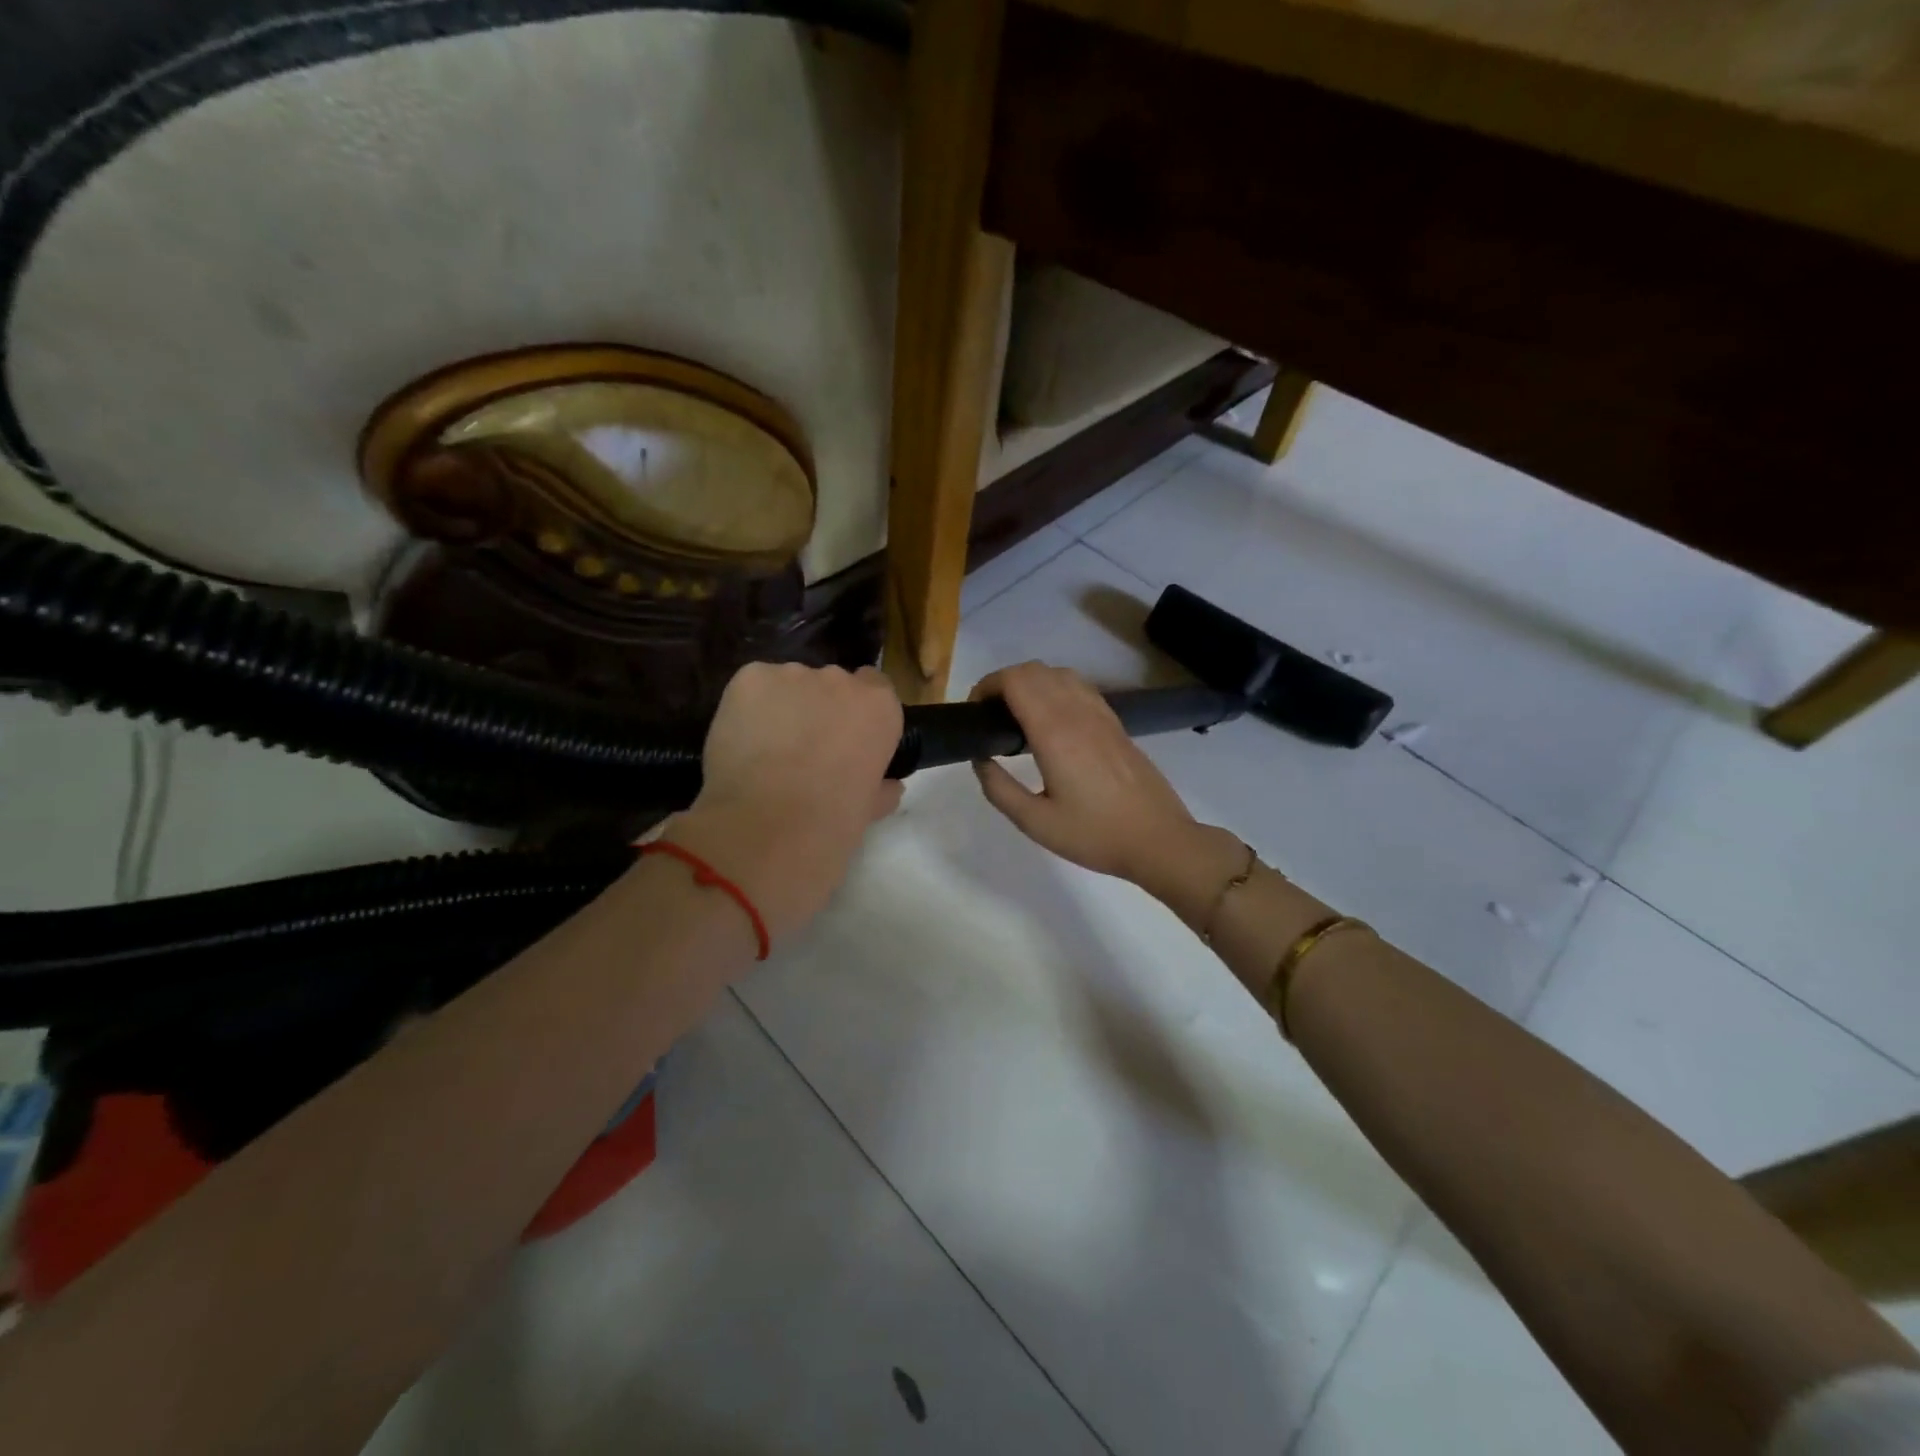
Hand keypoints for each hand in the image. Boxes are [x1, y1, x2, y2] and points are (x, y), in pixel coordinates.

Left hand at [664, 663, 903, 944]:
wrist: (768, 828)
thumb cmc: (831, 825)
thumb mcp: (869, 810)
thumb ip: (881, 788)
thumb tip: (887, 786)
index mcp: (879, 708)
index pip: (875, 687)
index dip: (856, 713)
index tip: (844, 739)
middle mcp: (840, 680)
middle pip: (830, 684)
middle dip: (818, 710)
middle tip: (803, 752)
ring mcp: (792, 675)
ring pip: (788, 686)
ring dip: (782, 709)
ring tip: (765, 751)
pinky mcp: (749, 678)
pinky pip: (752, 688)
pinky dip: (747, 710)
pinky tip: (742, 742)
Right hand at [968, 662, 1209, 896]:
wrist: (1158, 840)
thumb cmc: (1094, 835)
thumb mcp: (1035, 823)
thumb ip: (999, 789)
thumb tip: (980, 759)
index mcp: (1055, 733)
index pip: (1015, 681)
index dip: (987, 686)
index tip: (974, 712)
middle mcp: (1077, 713)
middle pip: (1034, 670)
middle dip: (1003, 682)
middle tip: (990, 716)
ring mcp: (1100, 714)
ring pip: (1058, 673)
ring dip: (1031, 682)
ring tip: (1017, 716)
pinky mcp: (1115, 723)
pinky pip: (1079, 687)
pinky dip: (1055, 688)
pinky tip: (1051, 721)